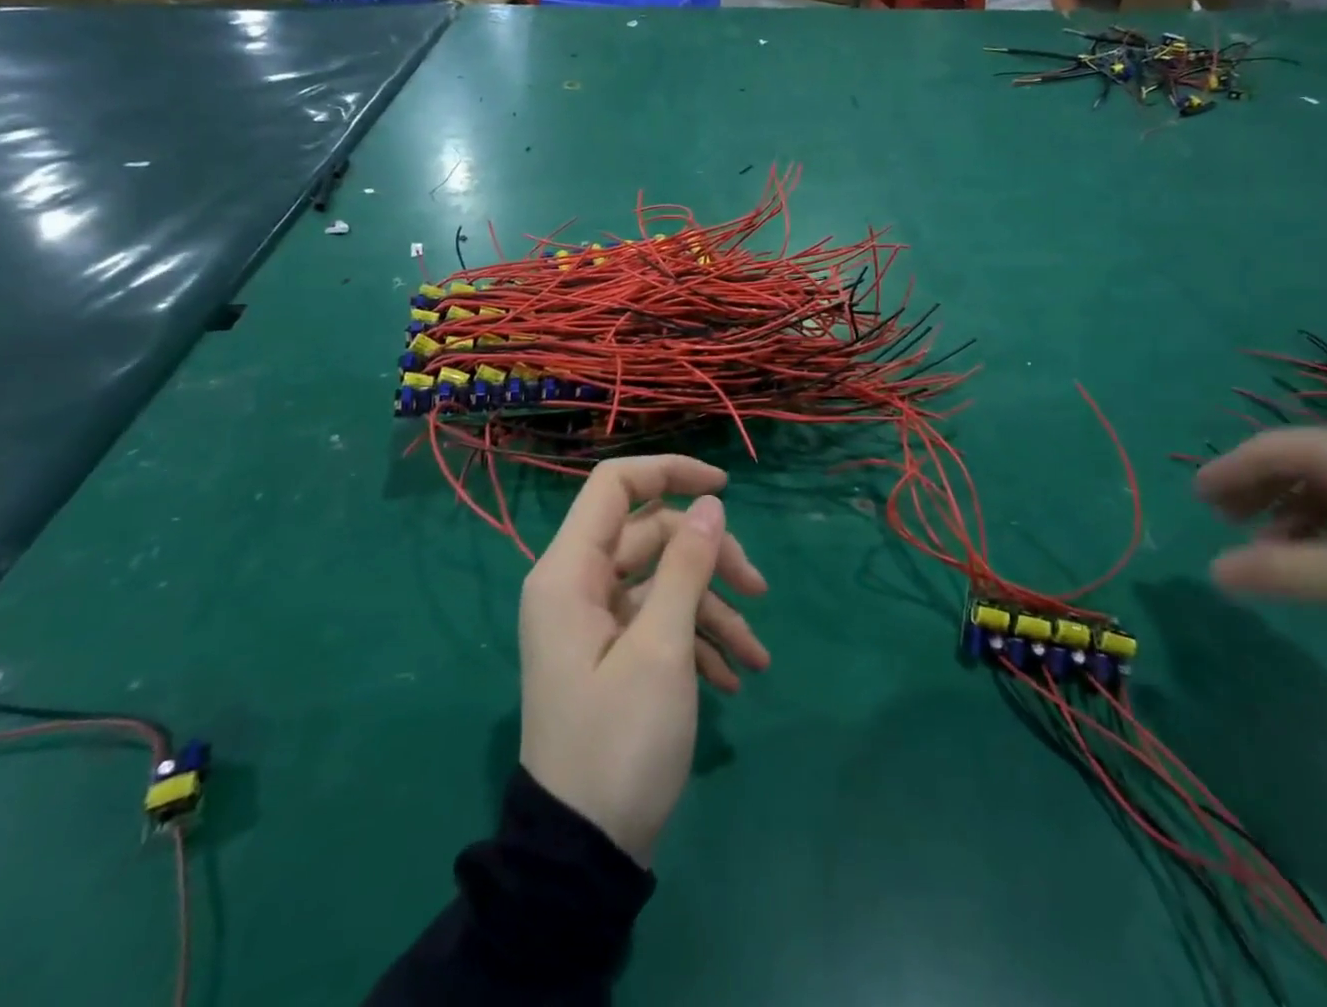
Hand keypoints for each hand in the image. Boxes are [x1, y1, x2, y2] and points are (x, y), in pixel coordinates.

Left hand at [518, 456, 768, 863]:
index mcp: (569, 572)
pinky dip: (698, 640)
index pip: (615, 485)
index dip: (670, 472)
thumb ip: (686, 566)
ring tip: (756, 656)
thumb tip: (710, 504)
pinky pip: (660, 621)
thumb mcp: (662, 648)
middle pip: (652, 536)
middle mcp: (577, 585)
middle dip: (710, 558)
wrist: (582, 855)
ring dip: (714, 609)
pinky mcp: (613, 653)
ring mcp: (596, 621)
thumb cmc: (619, 741)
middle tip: (758, 589)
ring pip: (664, 582)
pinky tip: (734, 678)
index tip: (725, 488)